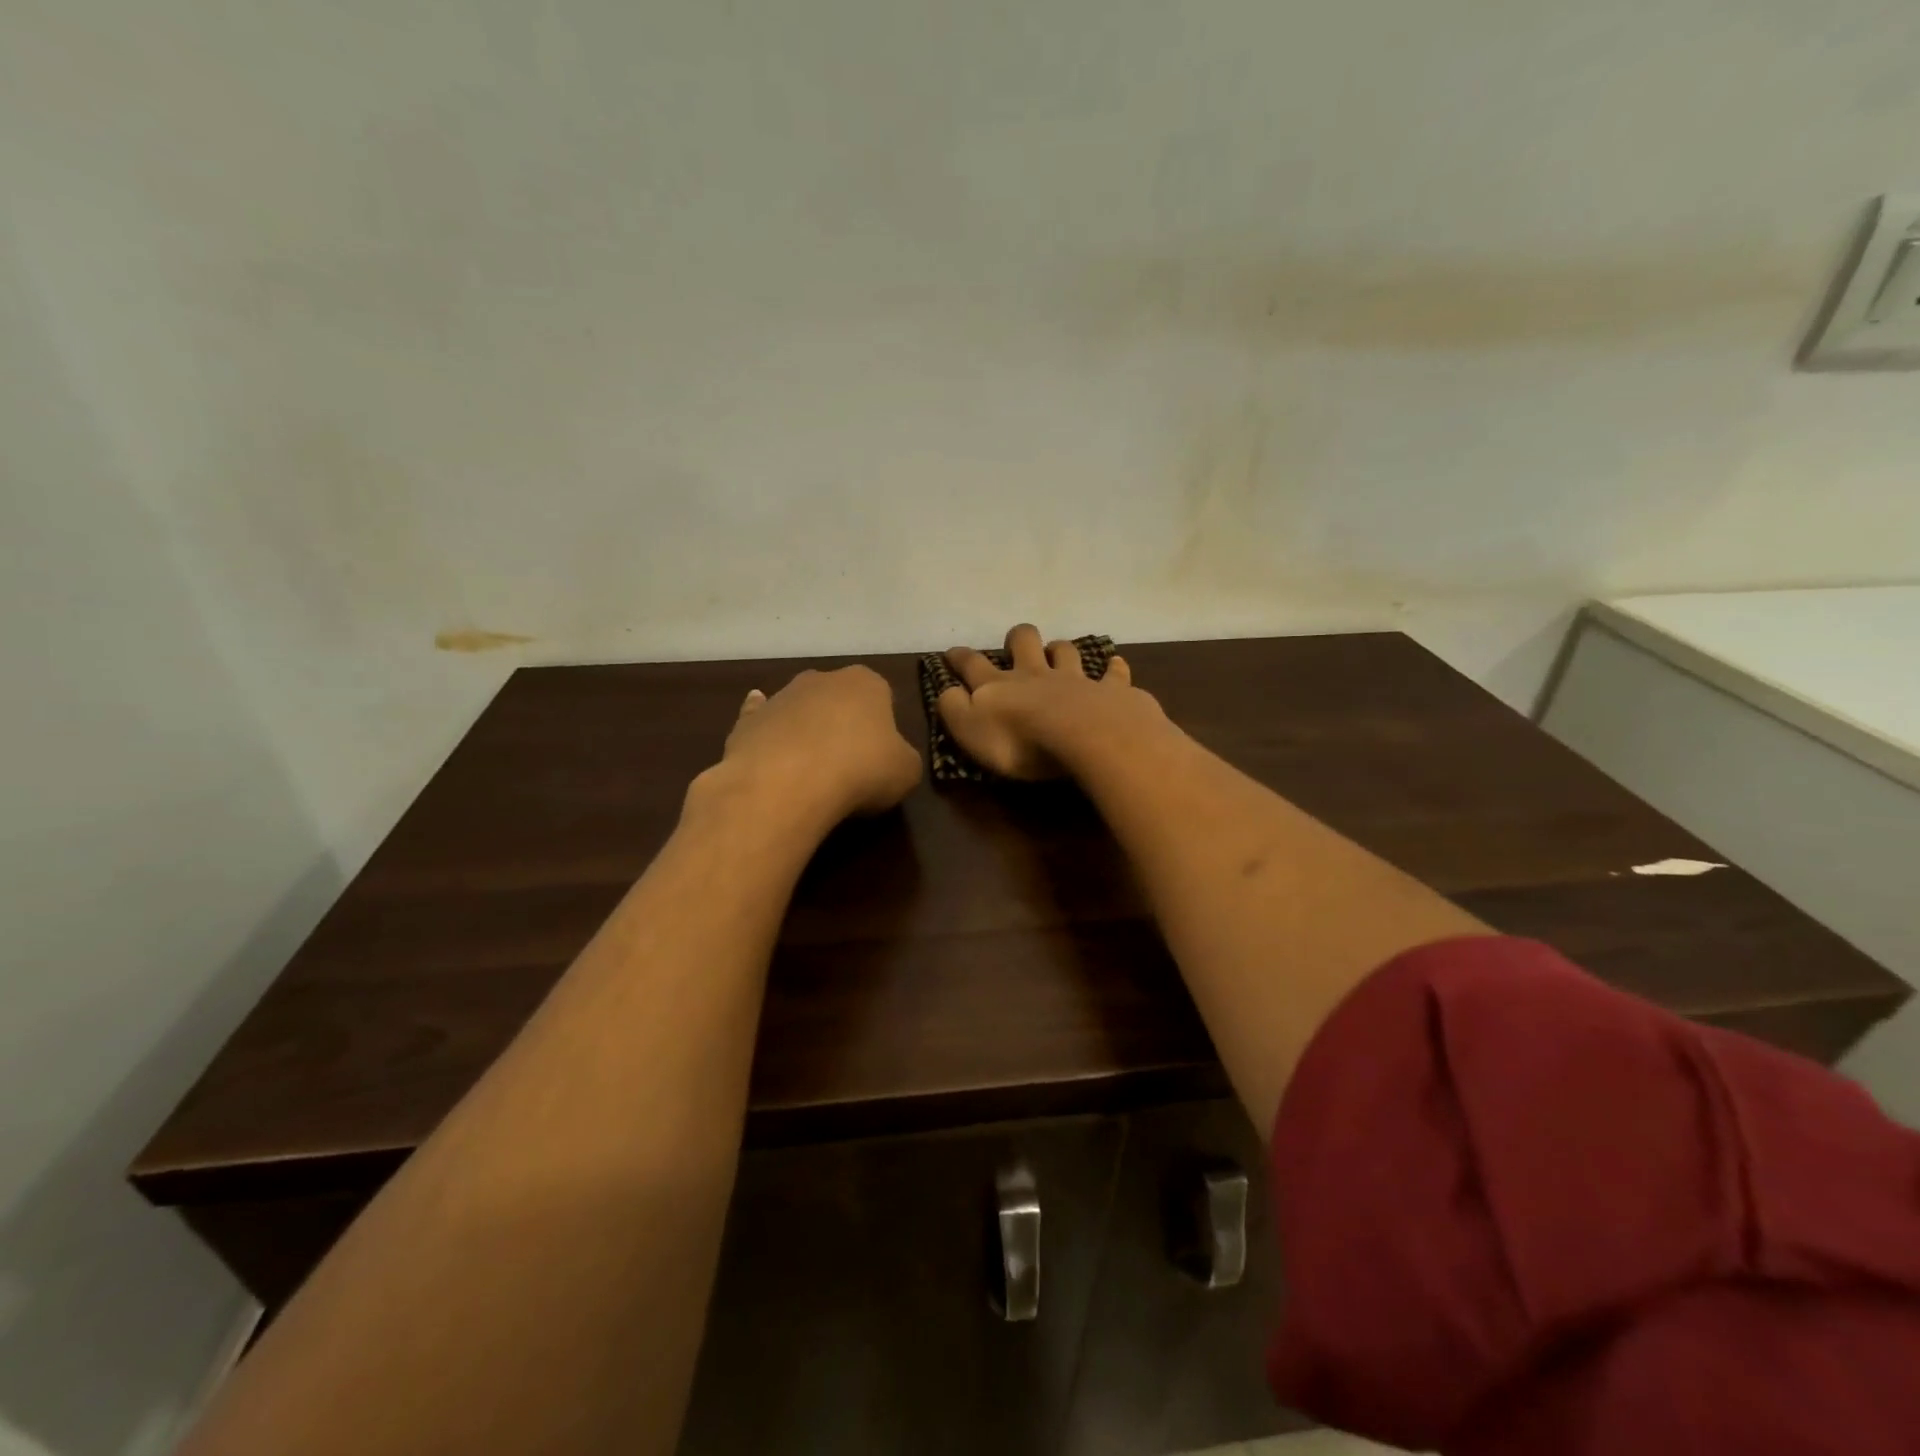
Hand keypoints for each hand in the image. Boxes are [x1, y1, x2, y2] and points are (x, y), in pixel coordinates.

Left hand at [697, 665, 921, 829]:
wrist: (786, 784)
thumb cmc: (860, 770)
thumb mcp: (906, 772)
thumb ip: (902, 758)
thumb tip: (892, 760)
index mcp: (867, 683)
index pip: (882, 697)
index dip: (884, 728)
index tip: (882, 757)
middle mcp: (822, 679)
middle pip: (838, 700)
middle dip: (843, 724)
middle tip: (850, 765)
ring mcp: (781, 696)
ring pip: (800, 711)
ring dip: (806, 733)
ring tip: (812, 773)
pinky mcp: (747, 721)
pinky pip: (760, 722)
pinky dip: (766, 731)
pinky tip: (768, 747)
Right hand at [937, 624, 1163, 780]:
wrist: (1085, 737)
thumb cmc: (1021, 742)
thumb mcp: (970, 731)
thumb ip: (954, 709)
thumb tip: (948, 691)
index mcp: (999, 686)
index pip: (973, 665)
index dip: (960, 658)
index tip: (952, 653)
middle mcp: (1036, 674)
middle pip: (1024, 643)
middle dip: (1017, 639)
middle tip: (1015, 645)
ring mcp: (1076, 680)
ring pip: (1066, 652)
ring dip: (1060, 649)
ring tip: (1058, 651)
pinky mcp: (1110, 691)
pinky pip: (1113, 674)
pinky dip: (1113, 669)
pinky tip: (1116, 665)